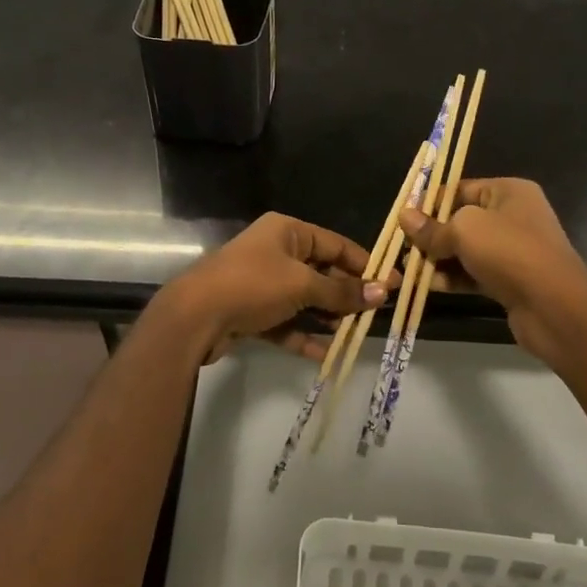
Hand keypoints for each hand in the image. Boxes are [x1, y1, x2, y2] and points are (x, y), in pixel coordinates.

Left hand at [154, 213, 392, 363]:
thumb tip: (382, 293)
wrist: (195, 316)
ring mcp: (262, 283)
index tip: (392, 283)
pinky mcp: (251, 312)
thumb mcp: (302, 285)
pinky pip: (286, 322)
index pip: (335, 244)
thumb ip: (341, 292)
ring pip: (304, 299)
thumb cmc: (253, 285)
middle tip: (376, 314)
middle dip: (346, 294)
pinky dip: (304, 335)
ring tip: (354, 334)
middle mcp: (275, 252)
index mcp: (287, 231)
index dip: (364, 264)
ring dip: (327, 317)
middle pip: (321, 272)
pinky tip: (326, 354)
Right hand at [400, 178, 586, 369]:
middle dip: (431, 234)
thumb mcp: (463, 230)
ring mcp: (513, 250)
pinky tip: (427, 285)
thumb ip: (432, 227)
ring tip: (408, 268)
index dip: (430, 202)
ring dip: (438, 259)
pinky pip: (474, 273)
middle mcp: (513, 217)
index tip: (403, 218)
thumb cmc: (509, 251)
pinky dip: (453, 278)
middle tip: (403, 247)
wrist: (554, 306)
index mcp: (508, 192)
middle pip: (461, 220)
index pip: (461, 189)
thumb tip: (404, 217)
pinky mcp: (510, 280)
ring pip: (466, 250)